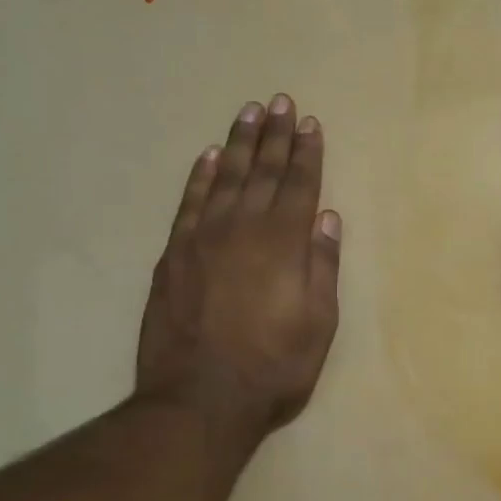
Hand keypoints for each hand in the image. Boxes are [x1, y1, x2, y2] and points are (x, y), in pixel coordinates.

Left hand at [135, 95, 341, 440]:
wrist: (200, 399)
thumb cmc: (274, 365)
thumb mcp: (319, 322)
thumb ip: (322, 266)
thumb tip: (327, 219)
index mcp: (284, 243)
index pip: (299, 185)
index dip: (307, 153)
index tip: (310, 123)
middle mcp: (243, 229)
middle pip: (263, 172)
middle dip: (275, 136)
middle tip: (280, 102)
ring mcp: (203, 239)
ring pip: (225, 178)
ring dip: (239, 143)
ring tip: (249, 113)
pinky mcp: (173, 254)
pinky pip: (189, 202)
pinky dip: (201, 176)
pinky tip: (211, 157)